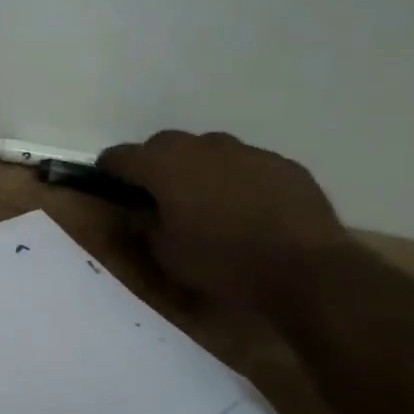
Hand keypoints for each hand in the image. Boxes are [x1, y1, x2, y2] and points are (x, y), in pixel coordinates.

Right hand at [97, 131, 346, 308]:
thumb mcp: (167, 255)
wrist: (306, 269)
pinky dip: (236, 179)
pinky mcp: (282, 164)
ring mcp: (247, 152)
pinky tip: (246, 210)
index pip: (122, 156)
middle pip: (165, 144)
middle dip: (154, 164)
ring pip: (209, 151)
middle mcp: (203, 147)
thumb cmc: (223, 263)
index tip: (107, 183)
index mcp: (166, 166)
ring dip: (197, 169)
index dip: (109, 169)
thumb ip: (144, 226)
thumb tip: (137, 212)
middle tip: (156, 195)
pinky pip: (246, 165)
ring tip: (204, 202)